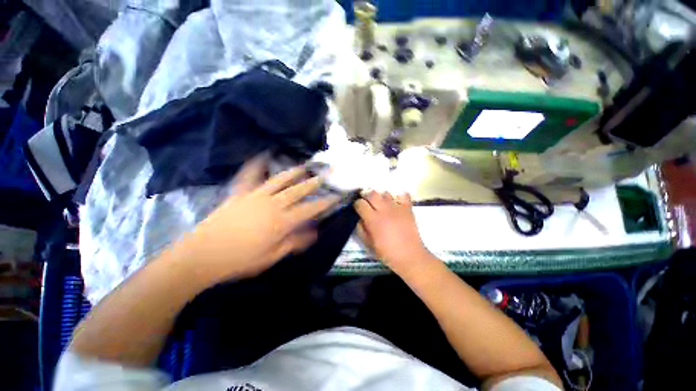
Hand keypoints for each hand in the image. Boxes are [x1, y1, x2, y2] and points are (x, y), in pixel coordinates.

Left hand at [173, 156, 338, 282]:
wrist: (202, 255)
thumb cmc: (240, 260)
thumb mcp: (272, 256)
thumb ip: (295, 242)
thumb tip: (314, 232)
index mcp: (282, 221)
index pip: (310, 209)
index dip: (325, 202)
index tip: (336, 196)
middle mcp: (272, 204)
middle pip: (298, 190)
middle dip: (313, 183)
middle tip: (324, 175)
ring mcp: (255, 196)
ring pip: (279, 180)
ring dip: (294, 172)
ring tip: (304, 166)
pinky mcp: (240, 193)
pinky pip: (250, 176)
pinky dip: (256, 165)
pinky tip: (262, 156)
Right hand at [355, 191, 431, 274]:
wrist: (410, 256)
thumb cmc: (387, 253)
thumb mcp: (369, 244)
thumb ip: (361, 229)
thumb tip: (359, 218)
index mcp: (373, 220)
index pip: (360, 204)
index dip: (357, 204)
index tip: (357, 208)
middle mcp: (384, 210)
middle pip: (371, 194)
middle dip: (365, 195)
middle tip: (365, 200)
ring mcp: (397, 208)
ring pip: (385, 193)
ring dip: (380, 196)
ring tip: (380, 202)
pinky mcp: (408, 208)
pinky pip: (403, 195)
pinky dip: (398, 196)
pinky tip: (395, 202)